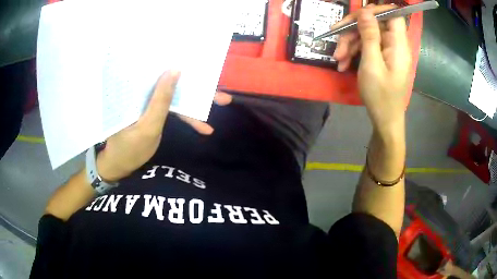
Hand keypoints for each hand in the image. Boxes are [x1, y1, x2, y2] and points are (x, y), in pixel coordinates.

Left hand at [96, 71, 231, 181]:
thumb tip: (175, 69)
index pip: (164, 70)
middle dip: (200, 88)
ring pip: (178, 95)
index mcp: (138, 87)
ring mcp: (151, 101)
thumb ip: (161, 99)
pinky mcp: (155, 111)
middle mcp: (145, 89)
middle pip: (175, 82)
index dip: (187, 69)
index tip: (207, 68)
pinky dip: (189, 117)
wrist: (119, 165)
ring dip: (198, 102)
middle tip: (222, 94)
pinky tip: (205, 127)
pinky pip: (175, 110)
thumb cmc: (128, 147)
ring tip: (222, 102)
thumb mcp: (148, 126)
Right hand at [333, 5, 410, 134]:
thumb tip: (366, 12)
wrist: (385, 121)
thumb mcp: (371, 64)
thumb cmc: (380, 96)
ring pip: (367, 35)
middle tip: (336, 39)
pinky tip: (343, 64)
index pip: (392, 14)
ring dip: (350, 43)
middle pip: (374, 23)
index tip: (357, 15)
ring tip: (337, 59)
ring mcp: (388, 51)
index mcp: (398, 44)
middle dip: (353, 30)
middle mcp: (395, 44)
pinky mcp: (382, 58)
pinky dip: (354, 52)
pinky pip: (367, 47)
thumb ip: (369, 35)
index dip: (376, 9)